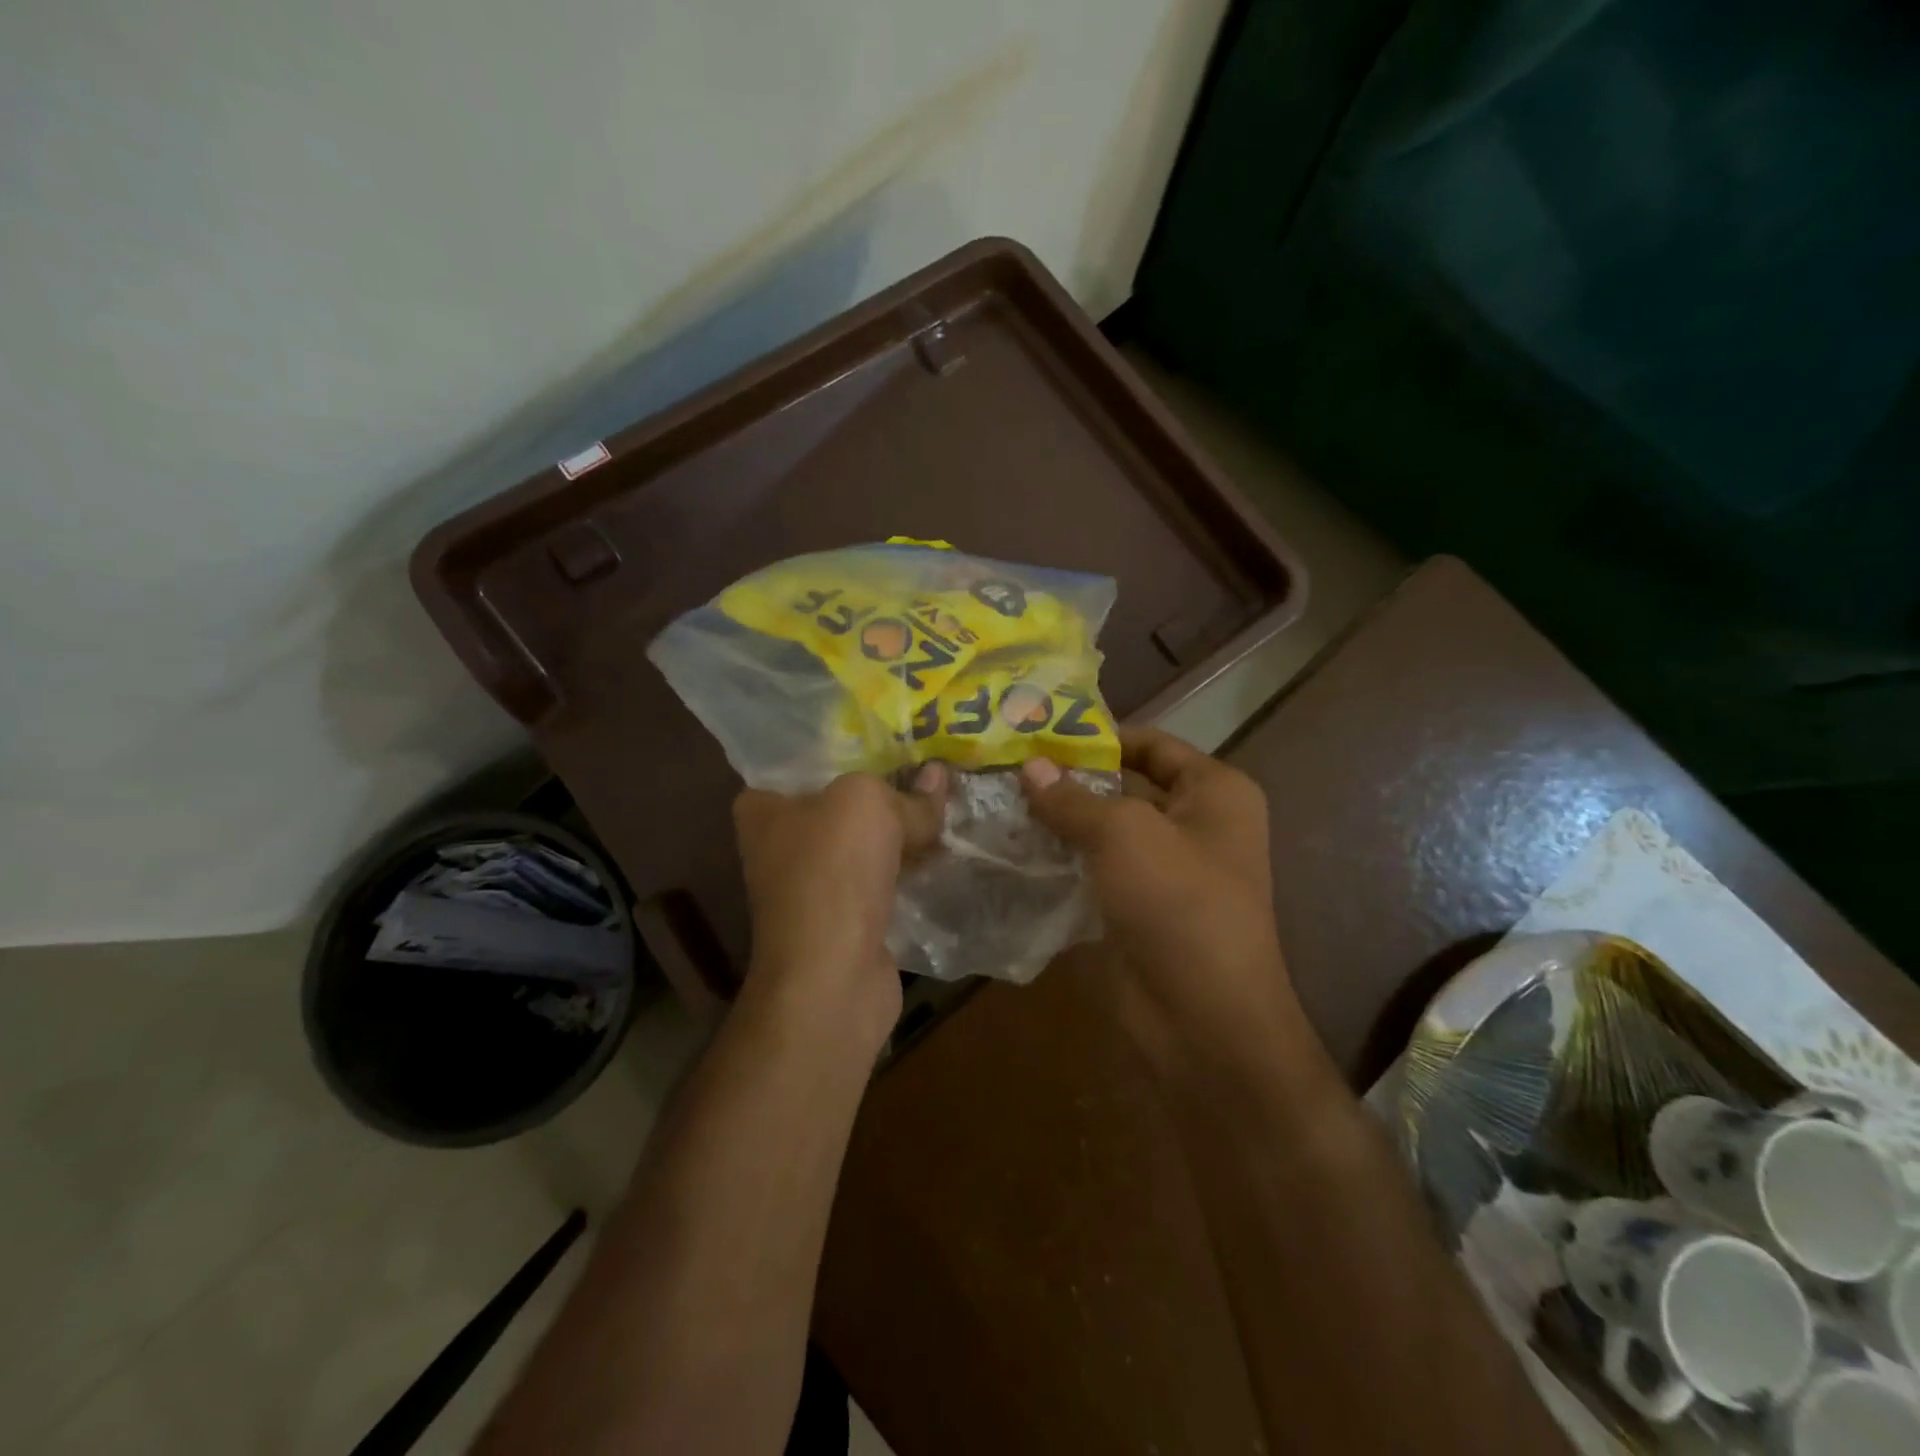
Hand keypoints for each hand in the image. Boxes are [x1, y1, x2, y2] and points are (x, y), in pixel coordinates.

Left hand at [732, 766, 947, 1043]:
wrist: (832, 976)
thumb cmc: (833, 871)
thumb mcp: (869, 804)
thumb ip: (905, 792)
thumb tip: (937, 780)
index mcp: (764, 807)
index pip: (805, 762)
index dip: (851, 749)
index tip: (894, 741)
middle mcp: (780, 843)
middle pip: (844, 803)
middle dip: (888, 790)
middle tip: (933, 768)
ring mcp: (812, 885)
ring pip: (867, 843)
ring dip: (903, 831)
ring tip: (948, 804)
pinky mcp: (843, 918)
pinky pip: (881, 878)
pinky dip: (907, 868)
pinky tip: (943, 851)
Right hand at [1020, 728, 1302, 1064]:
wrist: (1202, 1019)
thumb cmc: (1177, 903)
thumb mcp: (1124, 834)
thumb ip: (1073, 797)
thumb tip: (1029, 767)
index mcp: (1214, 792)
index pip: (1151, 744)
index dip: (1098, 736)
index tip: (1038, 731)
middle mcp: (1195, 825)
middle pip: (1124, 787)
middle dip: (1069, 780)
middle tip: (1006, 766)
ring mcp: (1165, 871)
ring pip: (1104, 832)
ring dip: (1059, 822)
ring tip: (999, 802)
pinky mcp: (1136, 909)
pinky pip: (1094, 871)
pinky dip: (1060, 861)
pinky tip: (1013, 850)